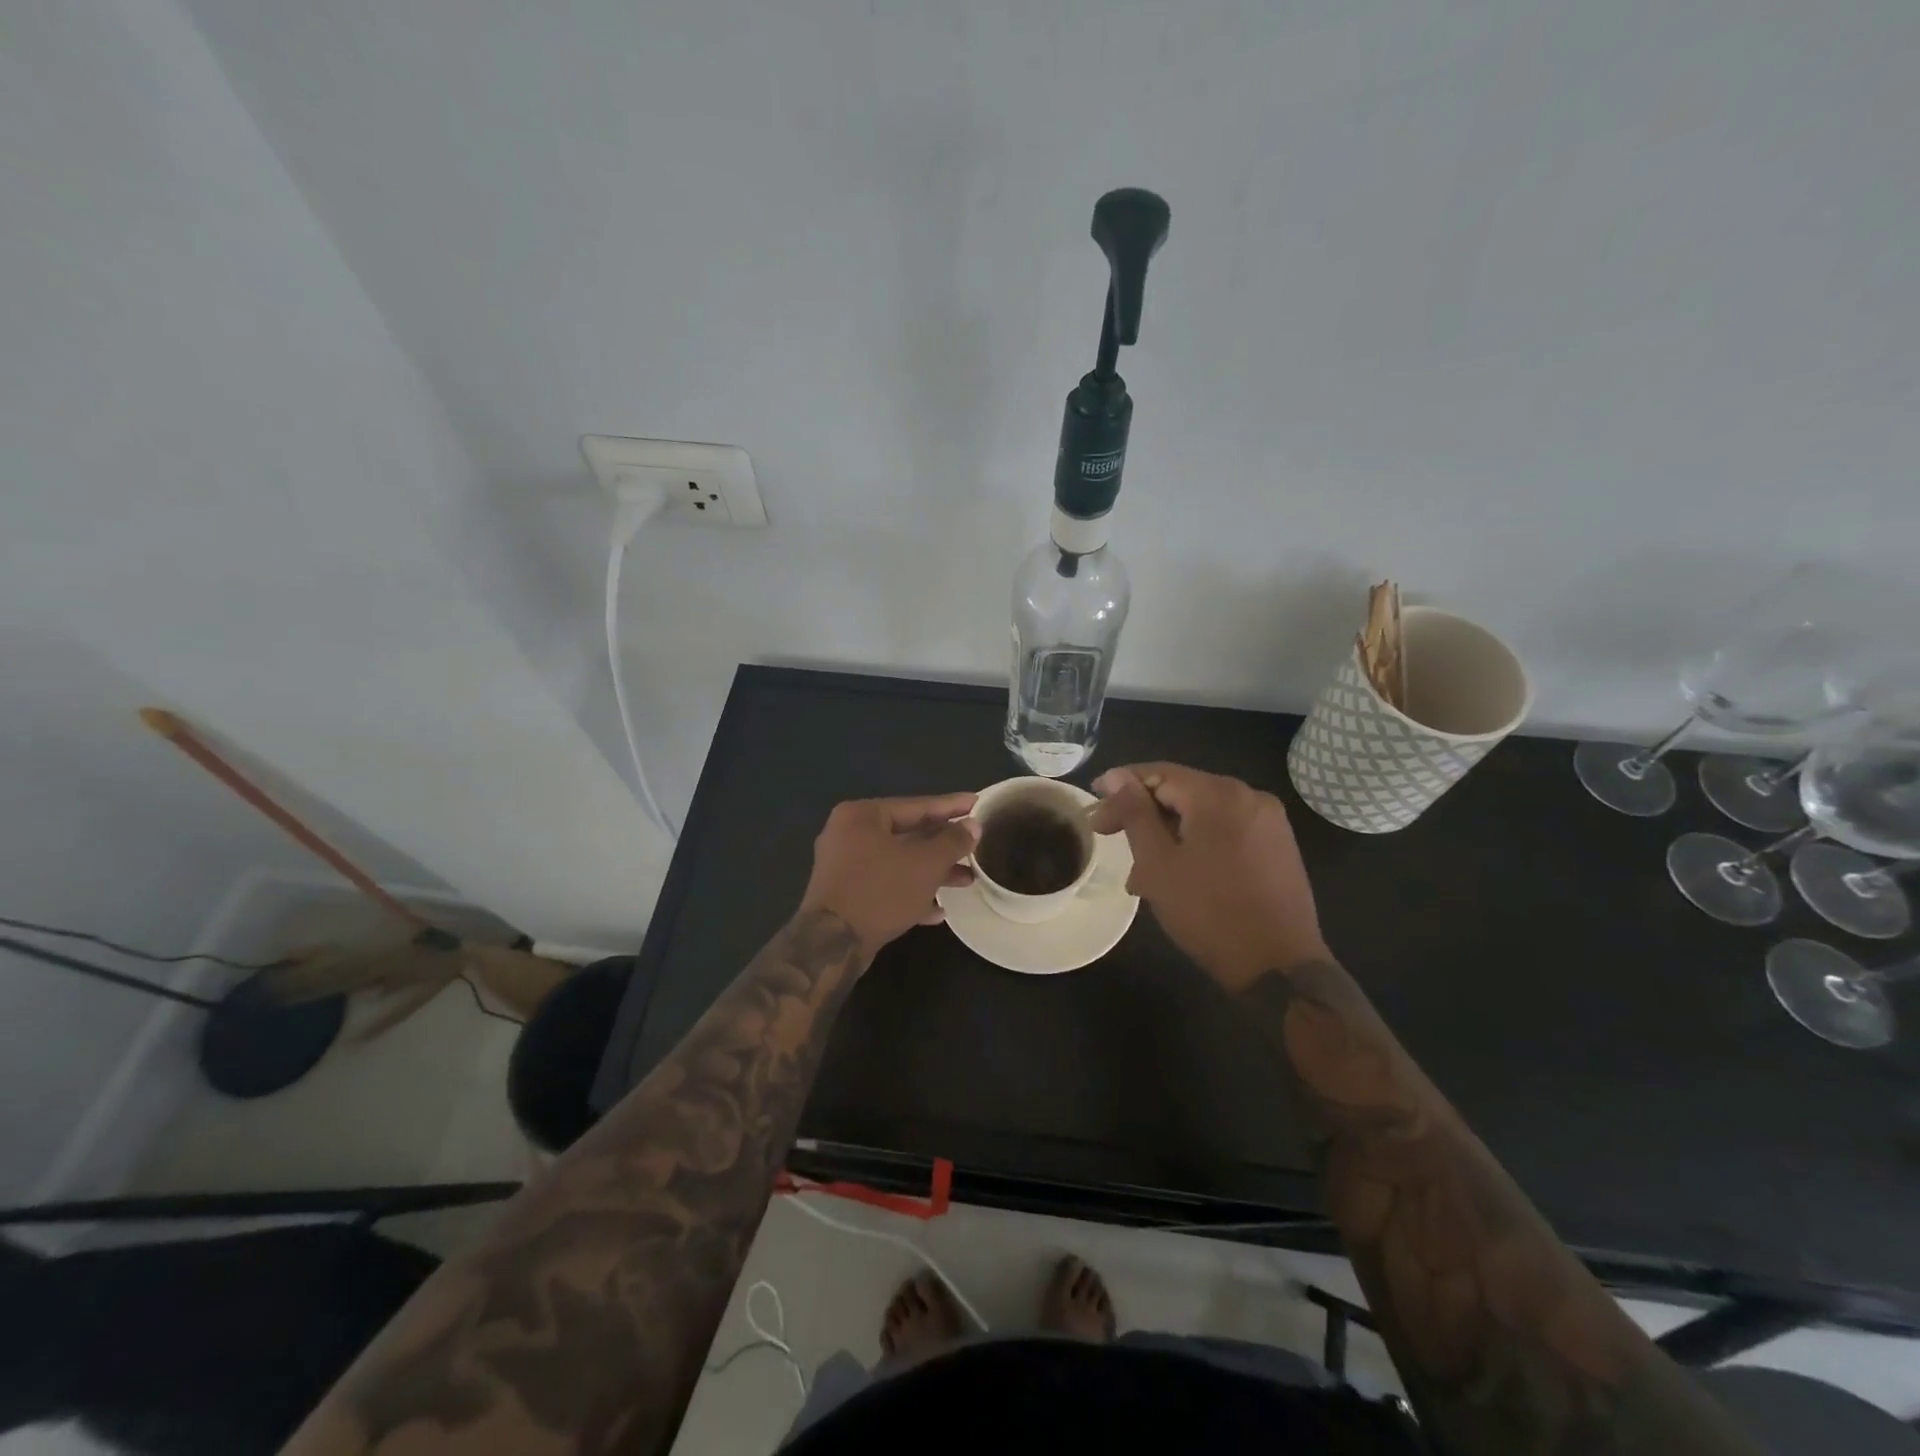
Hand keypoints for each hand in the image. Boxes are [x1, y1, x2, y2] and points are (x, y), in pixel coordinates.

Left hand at [798, 793, 979, 958]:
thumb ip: (952, 841)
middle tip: (975, 845)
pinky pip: (885, 884)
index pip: (916, 805)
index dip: (951, 806)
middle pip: (907, 834)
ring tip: (966, 880)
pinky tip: (938, 910)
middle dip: (944, 845)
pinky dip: (910, 892)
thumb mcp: (926, 864)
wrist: (832, 944)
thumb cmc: (880, 891)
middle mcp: (848, 834)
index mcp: (862, 815)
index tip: (978, 803)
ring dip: (932, 871)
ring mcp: (844, 866)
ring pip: (898, 862)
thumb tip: (973, 825)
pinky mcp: (845, 894)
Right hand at [1090, 763, 1325, 990]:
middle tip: (1107, 837)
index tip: (1093, 809)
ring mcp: (1269, 822)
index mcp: (1219, 794)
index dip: (1120, 787)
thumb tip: (1115, 778)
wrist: (1279, 969)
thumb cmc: (1209, 913)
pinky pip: (1226, 832)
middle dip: (1143, 816)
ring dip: (1167, 835)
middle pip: (1182, 792)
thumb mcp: (1158, 863)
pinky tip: (1178, 874)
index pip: (1158, 774)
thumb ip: (1135, 814)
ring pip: (1202, 815)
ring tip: (1139, 874)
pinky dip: (1196, 844)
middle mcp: (1249, 796)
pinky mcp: (1278, 847)